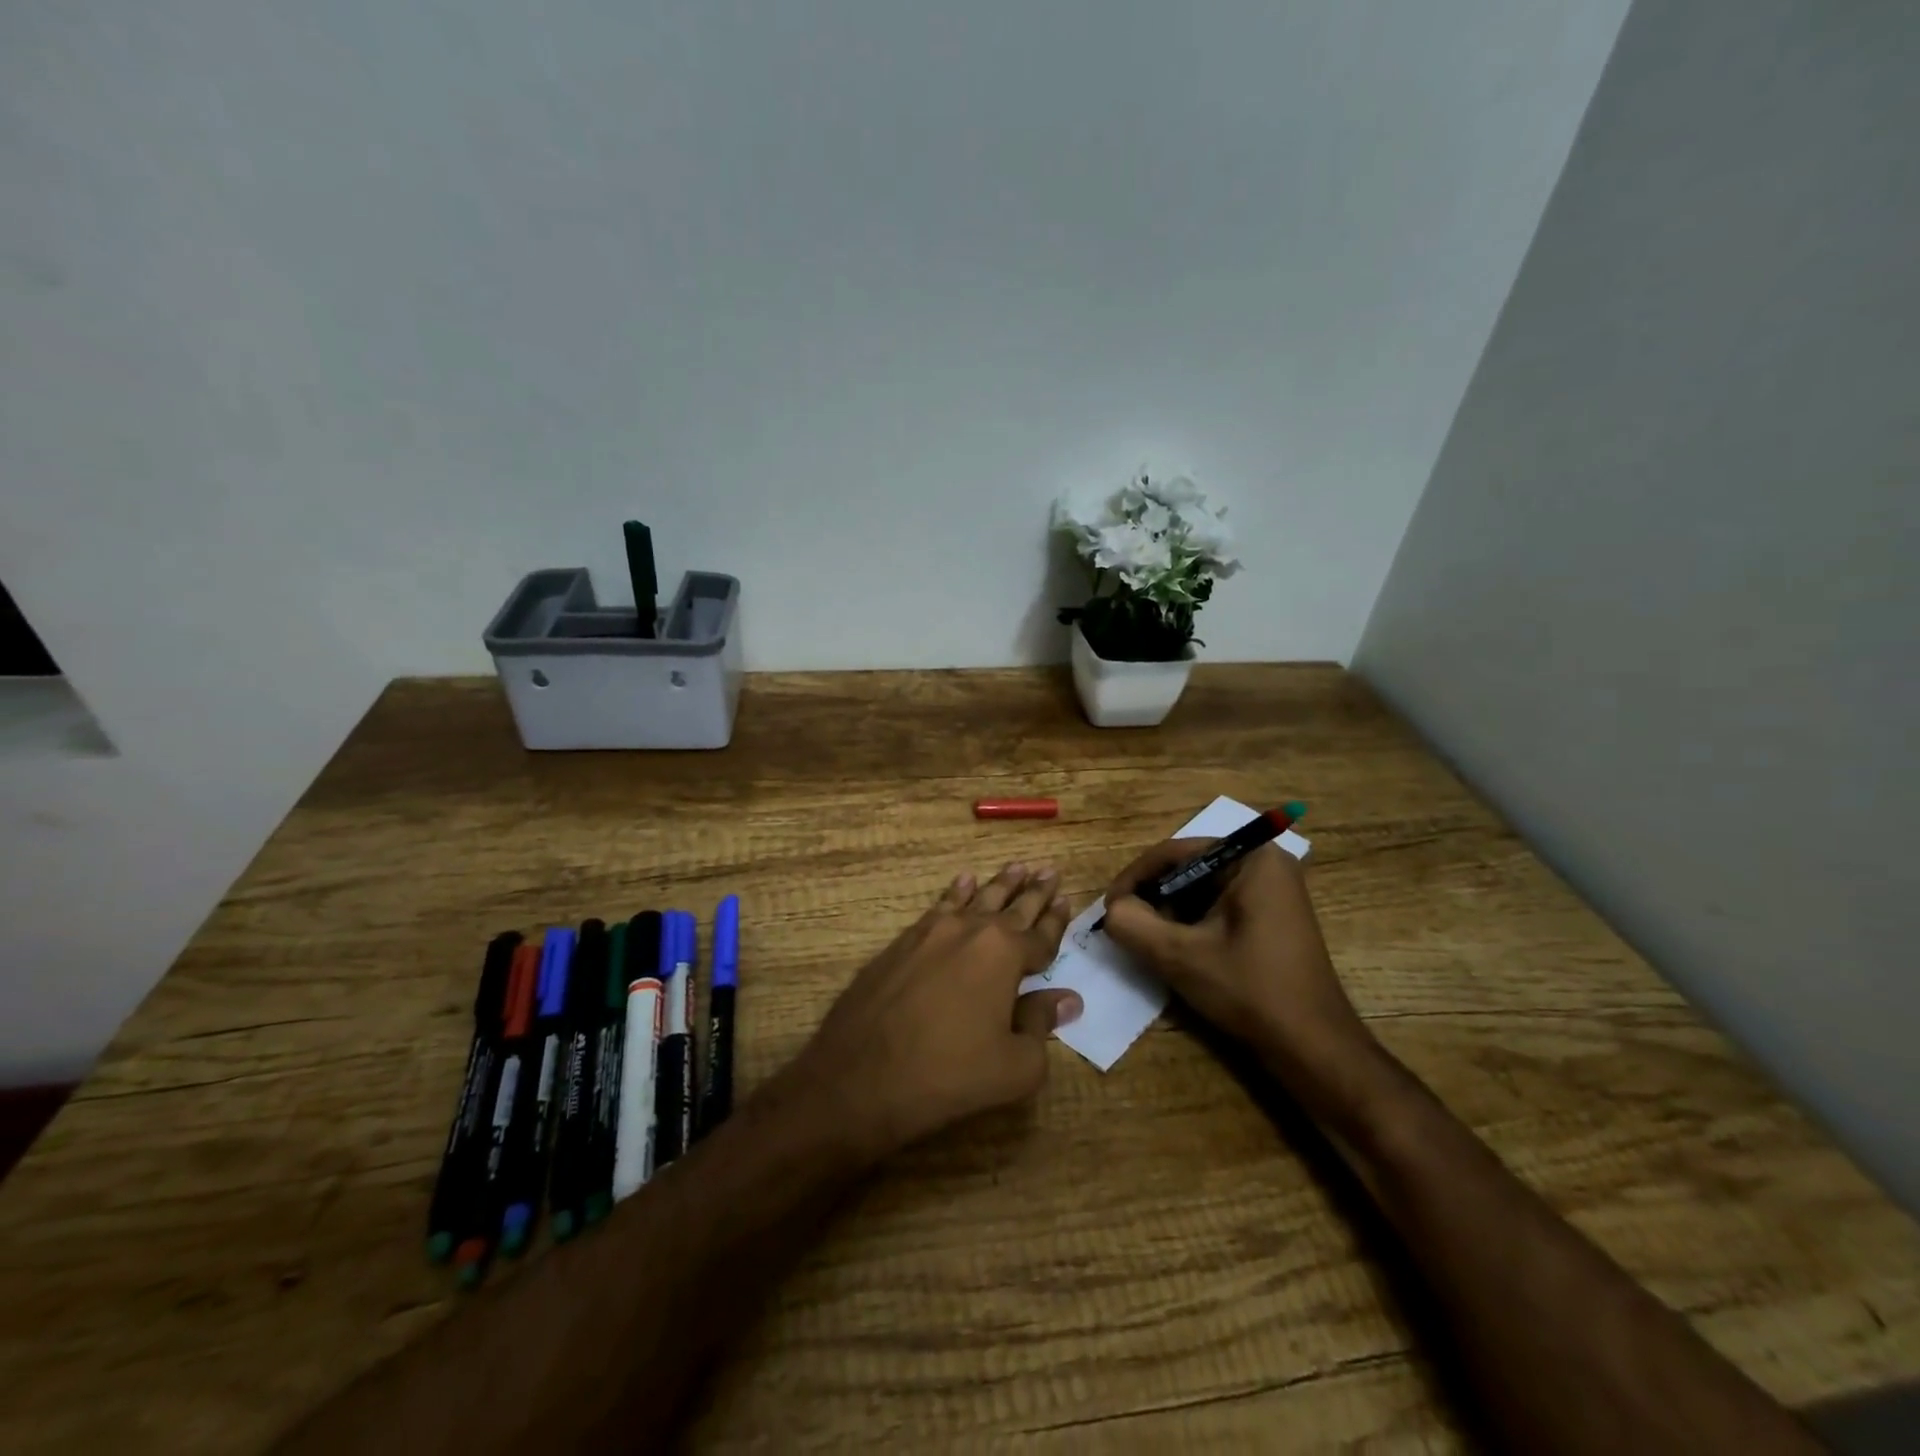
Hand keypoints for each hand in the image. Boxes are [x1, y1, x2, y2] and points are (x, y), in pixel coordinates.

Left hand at [790, 864, 1081, 1159]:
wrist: (860, 1076)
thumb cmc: (948, 1074)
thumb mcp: (1013, 1065)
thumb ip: (1042, 1025)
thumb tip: (1068, 999)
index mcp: (1004, 955)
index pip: (1040, 934)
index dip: (1056, 920)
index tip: (1067, 898)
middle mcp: (971, 932)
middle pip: (1011, 906)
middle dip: (1033, 890)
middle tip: (1049, 869)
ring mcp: (932, 932)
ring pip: (975, 898)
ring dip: (998, 884)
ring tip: (1016, 867)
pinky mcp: (903, 942)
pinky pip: (940, 906)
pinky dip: (956, 892)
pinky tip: (963, 881)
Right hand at [1102, 840, 1374, 1089]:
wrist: (1313, 1047)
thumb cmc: (1250, 990)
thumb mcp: (1179, 955)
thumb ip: (1133, 924)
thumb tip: (1112, 910)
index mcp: (1251, 858)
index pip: (1175, 852)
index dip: (1135, 879)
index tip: (1108, 909)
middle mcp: (1265, 863)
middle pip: (1188, 868)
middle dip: (1153, 897)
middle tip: (1126, 926)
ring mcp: (1273, 890)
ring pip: (1201, 889)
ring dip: (1170, 912)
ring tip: (1148, 940)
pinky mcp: (1271, 915)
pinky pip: (1219, 906)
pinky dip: (1192, 923)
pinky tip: (1177, 949)